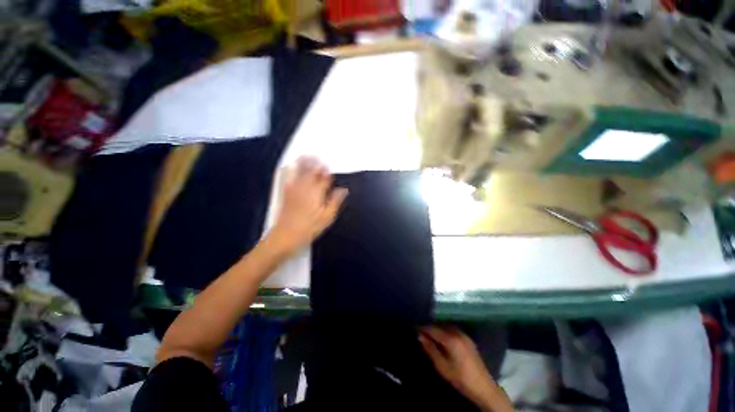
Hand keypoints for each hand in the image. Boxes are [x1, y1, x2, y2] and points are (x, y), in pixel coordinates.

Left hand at [268, 157, 347, 255]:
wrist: (286, 235)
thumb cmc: (310, 227)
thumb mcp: (327, 217)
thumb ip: (335, 201)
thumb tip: (343, 189)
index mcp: (316, 192)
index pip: (324, 178)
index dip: (328, 173)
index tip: (330, 168)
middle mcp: (305, 187)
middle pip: (311, 171)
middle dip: (316, 164)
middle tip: (319, 157)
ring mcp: (294, 189)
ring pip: (300, 172)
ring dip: (304, 163)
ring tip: (307, 156)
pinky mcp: (287, 193)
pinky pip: (289, 177)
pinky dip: (292, 170)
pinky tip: (292, 166)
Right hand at [419, 326, 512, 411]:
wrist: (484, 387)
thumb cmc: (460, 378)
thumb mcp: (442, 366)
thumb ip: (430, 349)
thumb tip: (419, 336)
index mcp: (450, 338)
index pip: (432, 328)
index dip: (422, 328)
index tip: (414, 328)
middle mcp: (457, 332)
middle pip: (439, 326)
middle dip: (429, 328)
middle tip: (420, 332)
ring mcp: (464, 335)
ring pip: (446, 327)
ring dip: (437, 329)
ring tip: (429, 335)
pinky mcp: (468, 339)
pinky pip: (453, 330)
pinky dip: (445, 331)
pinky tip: (442, 338)